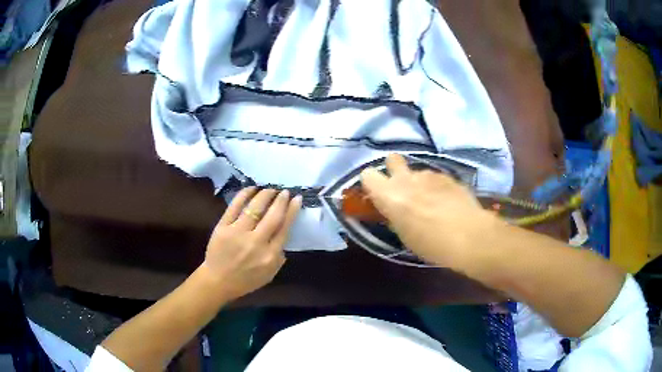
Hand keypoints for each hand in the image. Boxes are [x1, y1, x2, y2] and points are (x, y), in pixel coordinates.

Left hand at [200, 187, 301, 300]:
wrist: (218, 281)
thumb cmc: (246, 280)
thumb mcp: (270, 274)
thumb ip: (279, 256)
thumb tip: (283, 233)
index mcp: (270, 255)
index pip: (284, 228)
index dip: (292, 211)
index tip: (296, 198)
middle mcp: (256, 242)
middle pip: (272, 215)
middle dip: (281, 200)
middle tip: (284, 191)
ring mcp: (238, 233)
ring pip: (254, 208)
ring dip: (265, 195)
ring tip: (270, 189)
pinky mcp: (223, 227)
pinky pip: (234, 206)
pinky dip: (244, 195)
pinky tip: (251, 188)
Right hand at [360, 154, 500, 267]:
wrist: (469, 236)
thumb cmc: (431, 244)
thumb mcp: (404, 235)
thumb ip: (395, 215)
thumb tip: (394, 209)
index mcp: (389, 195)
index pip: (367, 175)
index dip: (372, 183)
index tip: (378, 194)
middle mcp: (407, 179)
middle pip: (392, 159)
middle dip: (394, 170)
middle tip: (403, 188)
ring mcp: (429, 174)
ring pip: (417, 171)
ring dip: (419, 182)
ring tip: (432, 201)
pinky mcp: (448, 176)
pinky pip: (435, 177)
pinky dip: (437, 187)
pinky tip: (447, 202)